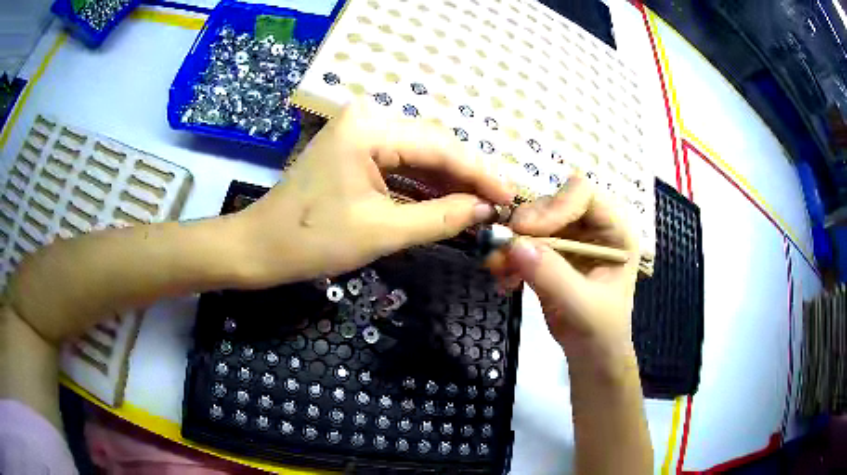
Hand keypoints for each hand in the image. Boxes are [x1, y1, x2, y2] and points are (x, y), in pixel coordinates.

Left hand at [235, 101, 515, 287]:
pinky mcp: (355, 149)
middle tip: (499, 205)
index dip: (480, 174)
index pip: (440, 147)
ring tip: (481, 207)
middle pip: (432, 147)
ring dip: (447, 183)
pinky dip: (422, 186)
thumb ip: (440, 218)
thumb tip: (485, 210)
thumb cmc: (312, 241)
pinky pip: (399, 165)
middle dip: (466, 178)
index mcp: (369, 128)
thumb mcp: (382, 231)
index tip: (510, 197)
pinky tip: (447, 203)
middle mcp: (367, 118)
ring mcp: (359, 132)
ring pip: (418, 156)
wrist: (261, 247)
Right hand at [486, 176, 638, 356]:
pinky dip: (508, 258)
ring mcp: (569, 239)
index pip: (584, 194)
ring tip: (498, 268)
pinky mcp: (549, 254)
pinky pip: (522, 243)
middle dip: (526, 226)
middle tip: (504, 248)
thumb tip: (515, 245)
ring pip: (532, 222)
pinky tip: (504, 280)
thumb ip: (553, 275)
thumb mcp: (583, 305)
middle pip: (552, 204)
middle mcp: (592, 226)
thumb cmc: (601, 330)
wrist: (590, 354)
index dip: (555, 205)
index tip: (526, 230)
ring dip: (512, 243)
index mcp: (614, 230)